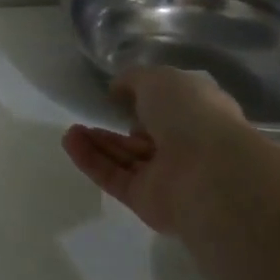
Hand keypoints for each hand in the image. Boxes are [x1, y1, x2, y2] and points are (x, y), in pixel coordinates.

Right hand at [61, 67, 247, 234]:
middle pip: (144, 136)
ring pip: (125, 158)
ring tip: (70, 129)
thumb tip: (117, 90)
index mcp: (199, 115)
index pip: (171, 108)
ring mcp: (166, 176)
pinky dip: (90, 160)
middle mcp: (185, 146)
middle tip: (89, 114)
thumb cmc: (192, 115)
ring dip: (97, 142)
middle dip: (116, 125)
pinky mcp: (145, 200)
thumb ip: (134, 80)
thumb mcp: (159, 79)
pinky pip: (113, 177)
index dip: (145, 100)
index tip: (118, 94)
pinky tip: (70, 142)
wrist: (209, 173)